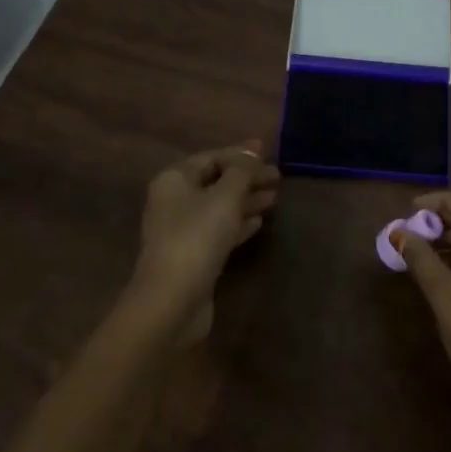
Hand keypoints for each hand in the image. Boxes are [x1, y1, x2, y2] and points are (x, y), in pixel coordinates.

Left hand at [127, 141, 279, 340]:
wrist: (172, 300)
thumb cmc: (197, 237)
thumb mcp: (225, 196)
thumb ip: (241, 171)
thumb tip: (252, 150)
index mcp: (174, 180)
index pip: (211, 158)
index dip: (240, 153)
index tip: (268, 151)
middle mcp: (174, 201)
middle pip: (215, 182)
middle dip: (246, 178)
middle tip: (278, 178)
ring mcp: (181, 231)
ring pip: (219, 207)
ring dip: (246, 200)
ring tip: (275, 197)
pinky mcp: (192, 256)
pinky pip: (218, 230)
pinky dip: (238, 223)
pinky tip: (258, 222)